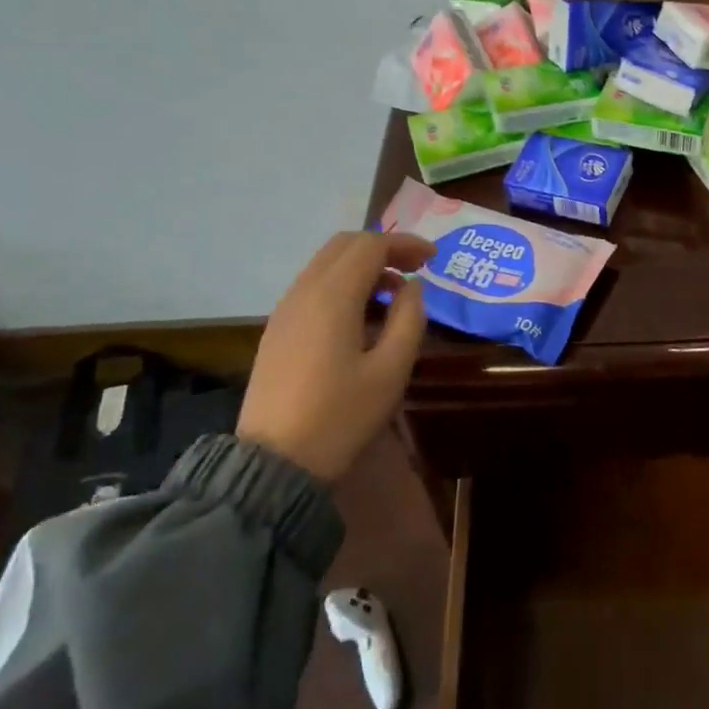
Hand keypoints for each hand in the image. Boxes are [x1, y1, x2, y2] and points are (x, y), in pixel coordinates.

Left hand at [236, 231, 434, 482]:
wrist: (274, 465)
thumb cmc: (340, 417)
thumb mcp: (390, 371)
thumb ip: (409, 319)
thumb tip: (412, 287)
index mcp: (332, 296)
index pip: (371, 245)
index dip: (406, 243)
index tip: (434, 258)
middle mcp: (304, 291)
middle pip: (345, 245)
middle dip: (383, 248)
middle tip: (415, 270)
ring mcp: (285, 310)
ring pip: (326, 264)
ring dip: (362, 267)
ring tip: (393, 297)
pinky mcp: (277, 330)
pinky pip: (313, 287)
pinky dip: (343, 285)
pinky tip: (362, 318)